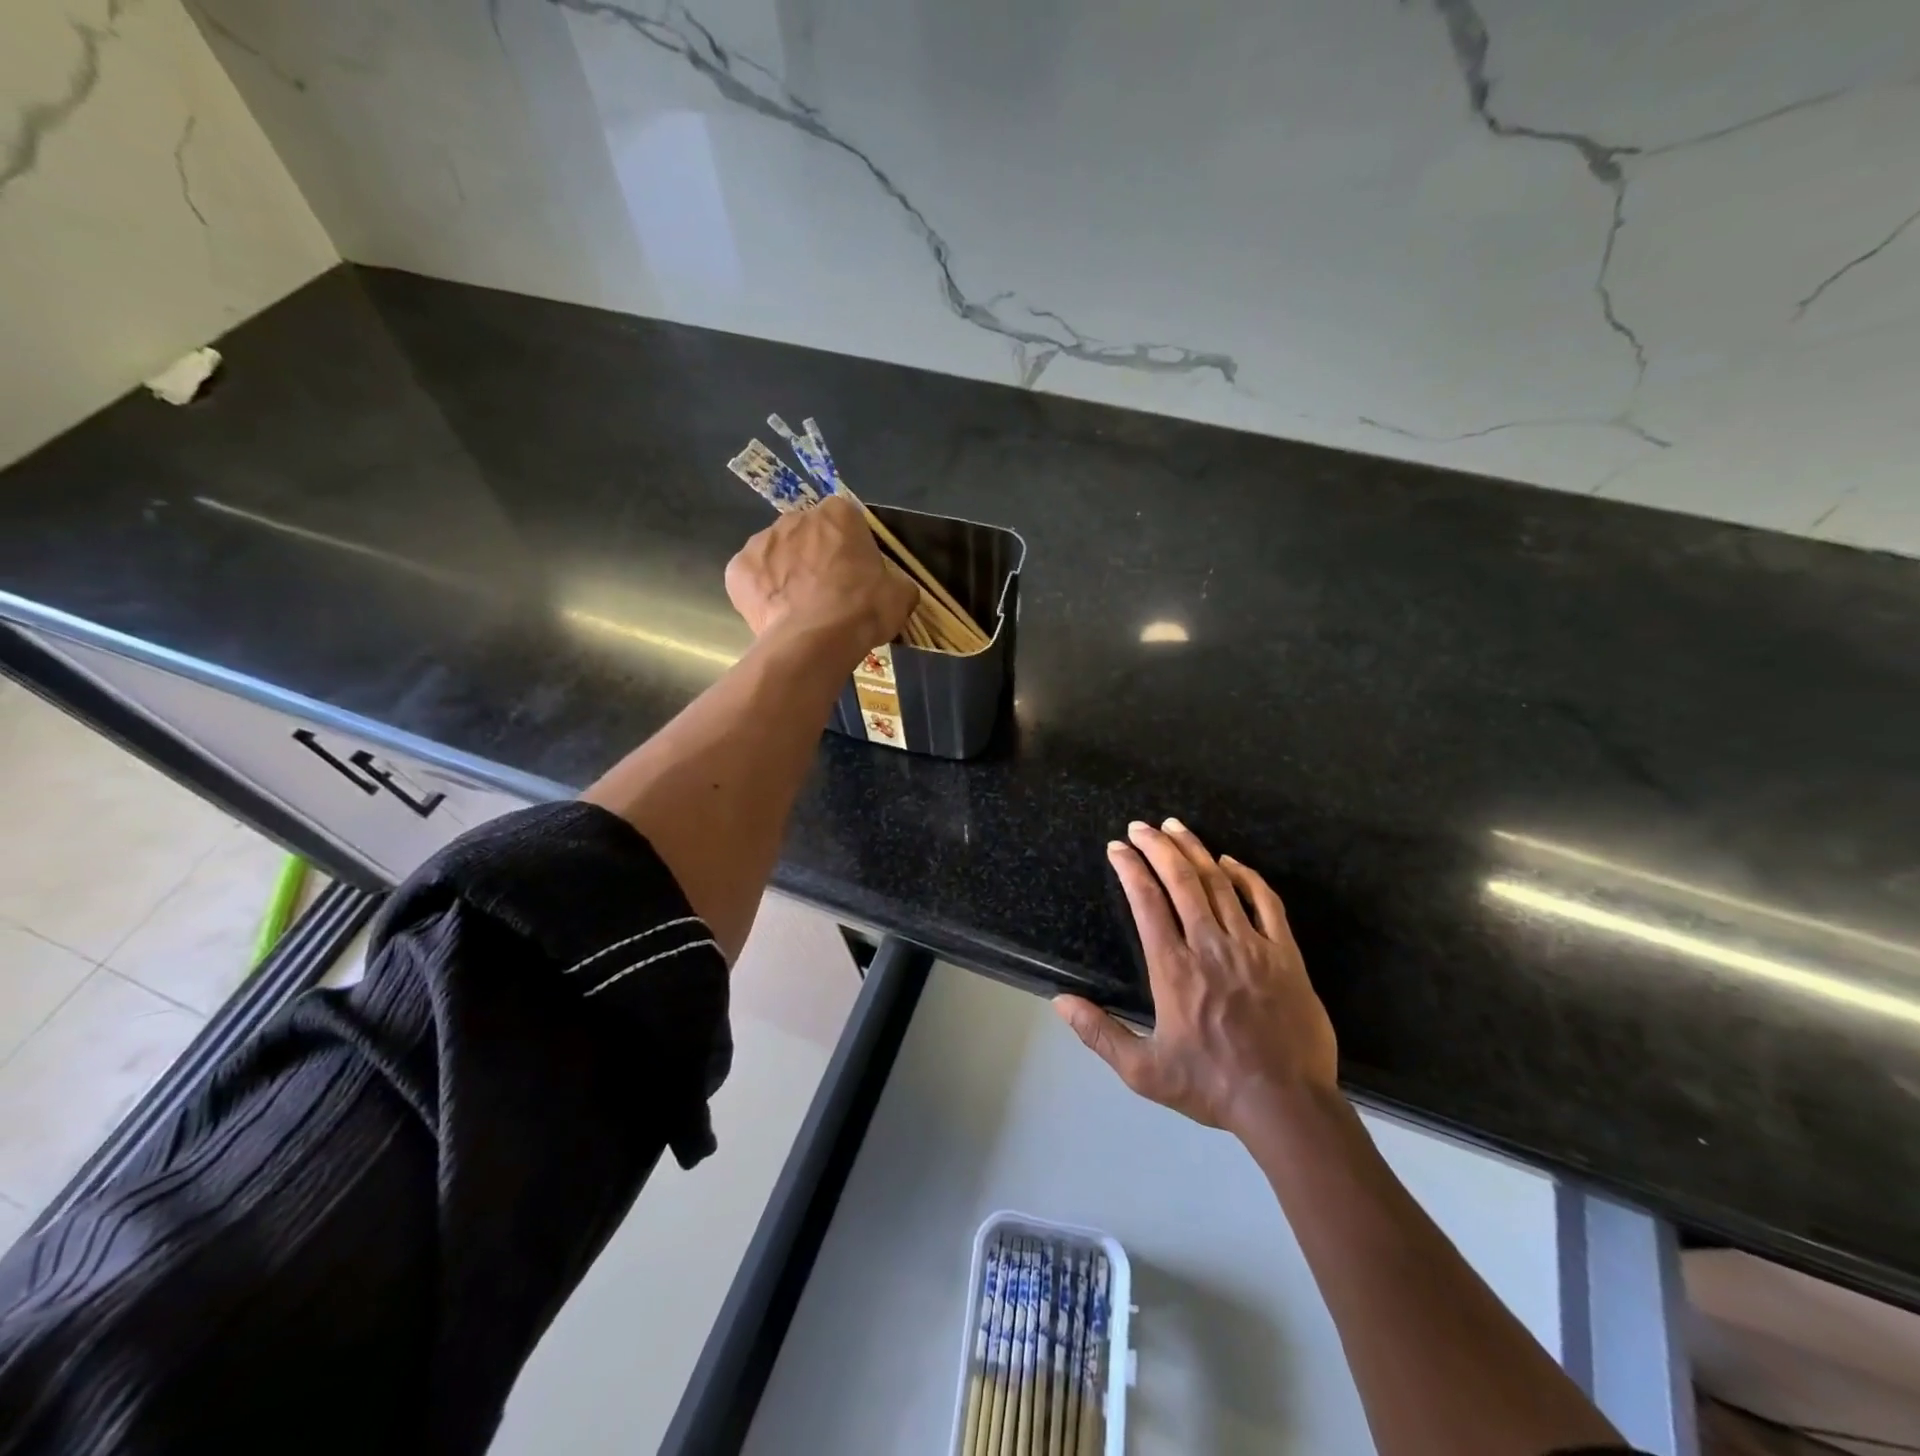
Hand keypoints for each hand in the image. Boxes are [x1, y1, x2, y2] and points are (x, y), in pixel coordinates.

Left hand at [725, 497, 919, 656]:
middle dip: (814, 557)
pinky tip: (776, 617)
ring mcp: (760, 541)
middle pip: (806, 534)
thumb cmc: (862, 609)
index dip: (849, 547)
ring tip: (800, 610)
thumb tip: (891, 589)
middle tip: (827, 594)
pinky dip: (762, 594)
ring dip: (786, 574)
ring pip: (776, 555)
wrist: (815, 641)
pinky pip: (752, 579)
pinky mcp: (736, 570)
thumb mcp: (900, 595)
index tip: (854, 574)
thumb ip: (894, 581)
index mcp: (838, 514)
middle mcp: (794, 517)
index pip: (845, 520)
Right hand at [1053, 818, 1337, 1138]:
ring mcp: (1251, 946)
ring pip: (1219, 883)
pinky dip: (1246, 876)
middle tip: (1140, 826)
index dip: (1130, 869)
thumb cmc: (1211, 1086)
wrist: (1286, 1105)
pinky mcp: (1284, 954)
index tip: (1117, 848)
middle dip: (1157, 846)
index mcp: (1174, 968)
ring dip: (1194, 850)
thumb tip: (1059, 1001)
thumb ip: (1099, 1033)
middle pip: (1181, 880)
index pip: (1146, 902)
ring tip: (1175, 828)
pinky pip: (1265, 902)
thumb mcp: (1144, 1070)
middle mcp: (1209, 945)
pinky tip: (1230, 861)